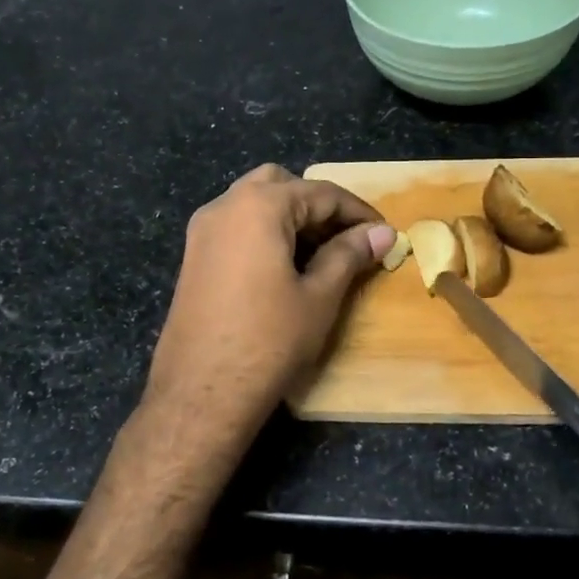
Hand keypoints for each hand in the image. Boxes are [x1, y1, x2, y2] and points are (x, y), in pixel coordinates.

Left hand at [141, 165, 392, 453]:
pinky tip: (286, 267)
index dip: (358, 212)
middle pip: (282, 185)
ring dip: (291, 217)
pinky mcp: (194, 256)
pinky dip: (265, 232)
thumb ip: (349, 255)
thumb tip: (383, 233)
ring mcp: (203, 230)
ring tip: (322, 255)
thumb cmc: (269, 340)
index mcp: (258, 205)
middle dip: (319, 206)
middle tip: (348, 240)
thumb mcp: (319, 296)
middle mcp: (225, 205)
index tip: (385, 235)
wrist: (201, 392)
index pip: (320, 193)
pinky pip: (236, 226)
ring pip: (255, 202)